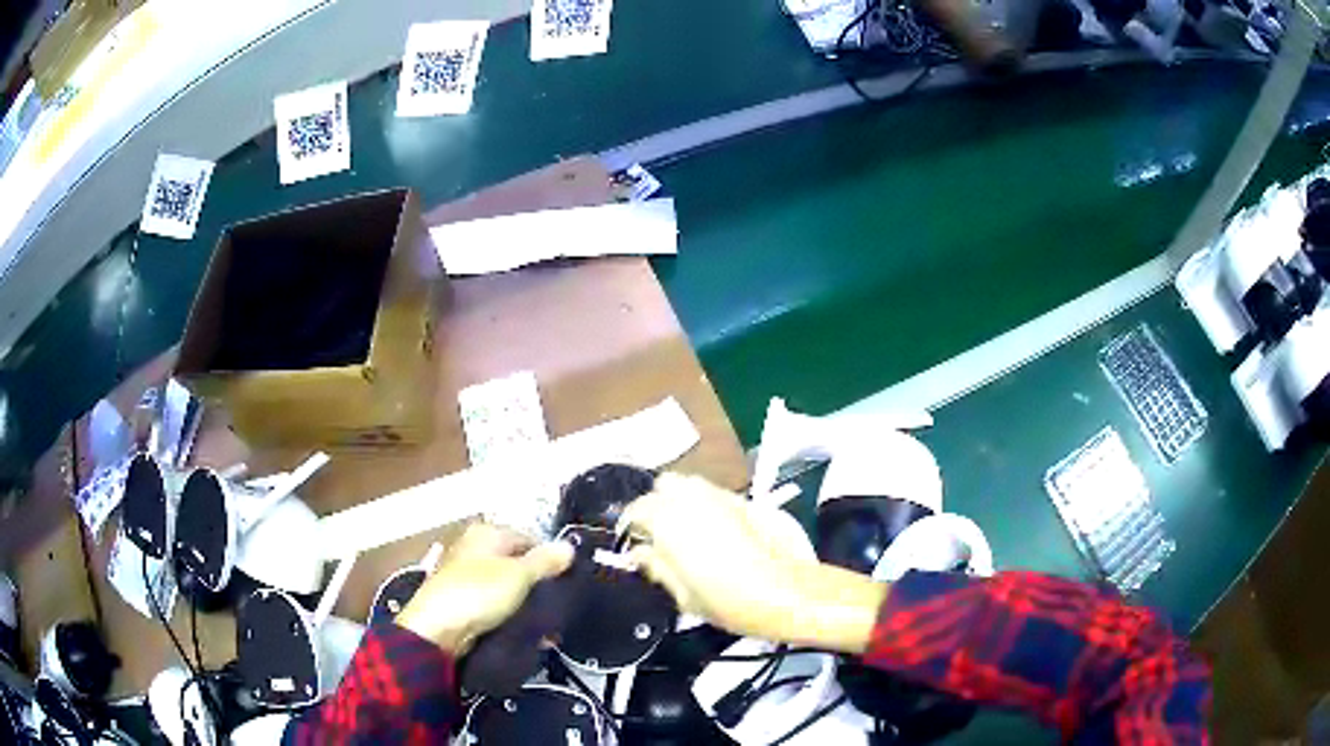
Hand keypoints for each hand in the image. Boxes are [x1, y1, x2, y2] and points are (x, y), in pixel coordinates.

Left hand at [395, 524, 573, 655]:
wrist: (437, 629)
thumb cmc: (479, 592)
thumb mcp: (519, 575)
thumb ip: (546, 561)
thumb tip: (569, 546)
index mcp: (486, 533)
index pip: (529, 539)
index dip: (550, 559)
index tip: (567, 583)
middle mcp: (475, 548)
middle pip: (518, 564)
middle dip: (539, 586)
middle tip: (558, 607)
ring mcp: (467, 575)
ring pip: (508, 588)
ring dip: (527, 605)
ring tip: (547, 627)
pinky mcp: (463, 601)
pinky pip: (496, 605)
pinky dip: (511, 616)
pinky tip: (526, 633)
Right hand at [619, 473, 887, 652]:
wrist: (790, 593)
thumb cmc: (730, 602)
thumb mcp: (683, 595)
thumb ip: (657, 567)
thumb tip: (640, 553)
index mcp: (668, 519)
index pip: (636, 509)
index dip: (632, 527)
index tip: (635, 545)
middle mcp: (693, 496)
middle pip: (663, 486)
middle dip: (658, 504)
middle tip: (661, 534)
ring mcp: (723, 494)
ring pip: (692, 485)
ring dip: (684, 502)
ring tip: (689, 531)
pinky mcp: (749, 499)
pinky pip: (717, 495)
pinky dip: (709, 507)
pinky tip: (718, 532)